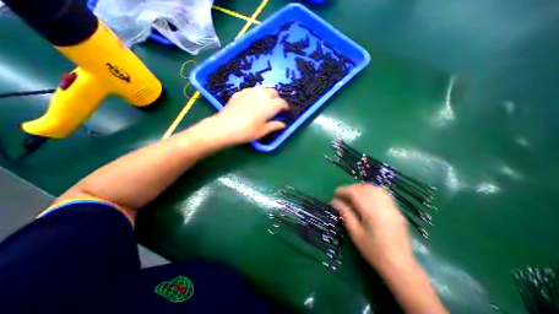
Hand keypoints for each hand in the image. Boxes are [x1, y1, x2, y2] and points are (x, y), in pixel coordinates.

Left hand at [209, 86, 287, 143]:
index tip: (285, 111)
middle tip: (275, 107)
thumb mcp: (262, 131)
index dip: (285, 106)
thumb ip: (274, 126)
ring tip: (265, 102)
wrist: (224, 127)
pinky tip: (253, 101)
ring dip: (267, 94)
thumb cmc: (246, 132)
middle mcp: (261, 95)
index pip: (281, 102)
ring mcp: (249, 92)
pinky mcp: (240, 92)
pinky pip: (252, 90)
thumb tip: (283, 125)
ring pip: (263, 88)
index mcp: (269, 106)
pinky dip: (256, 94)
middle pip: (273, 92)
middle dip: (277, 98)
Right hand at [330, 184, 409, 269]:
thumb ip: (345, 213)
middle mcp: (382, 205)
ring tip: (352, 195)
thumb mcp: (355, 233)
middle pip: (364, 188)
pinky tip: (366, 197)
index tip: (335, 193)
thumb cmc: (373, 251)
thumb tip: (334, 201)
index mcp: (371, 211)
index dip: (343, 190)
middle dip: (351, 188)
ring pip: (374, 188)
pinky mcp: (396, 209)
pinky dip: (371, 190)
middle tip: (342, 195)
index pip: (355, 192)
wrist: (400, 266)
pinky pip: (382, 192)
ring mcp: (391, 206)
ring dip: (361, 188)